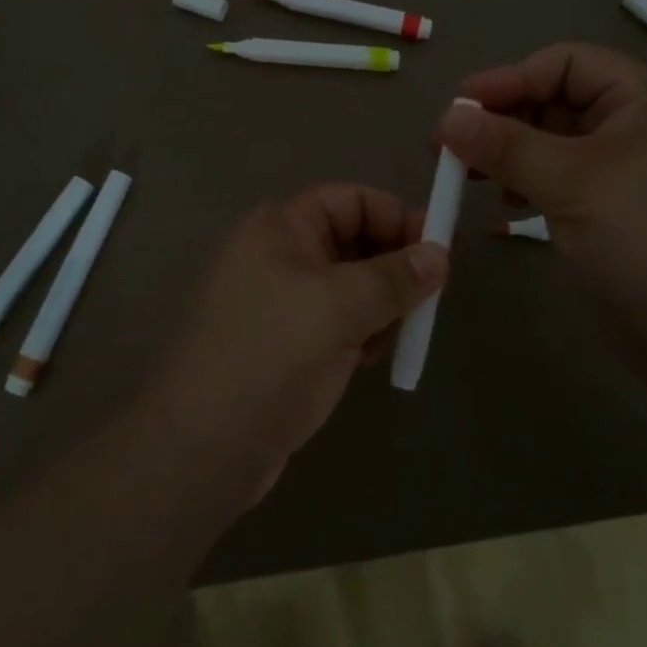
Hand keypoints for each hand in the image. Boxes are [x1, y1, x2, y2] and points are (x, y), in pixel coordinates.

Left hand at [147, 185, 447, 496]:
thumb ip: (395, 277)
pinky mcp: (289, 343)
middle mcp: (280, 255)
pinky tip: (374, 356)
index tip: (439, 250)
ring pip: (351, 285)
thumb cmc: (272, 355)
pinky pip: (340, 321)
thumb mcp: (340, 307)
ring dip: (383, 303)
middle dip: (394, 265)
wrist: (205, 446)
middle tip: (431, 296)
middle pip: (353, 241)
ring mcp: (283, 302)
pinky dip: (364, 331)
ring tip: (403, 331)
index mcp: (281, 228)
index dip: (396, 216)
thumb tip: (441, 253)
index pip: (350, 200)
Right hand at [437, 43, 646, 333]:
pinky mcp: (618, 211)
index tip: (459, 108)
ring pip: (556, 143)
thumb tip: (446, 118)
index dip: (510, 78)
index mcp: (645, 101)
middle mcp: (639, 127)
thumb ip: (506, 146)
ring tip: (468, 175)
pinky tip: (507, 203)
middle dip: (504, 118)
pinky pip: (565, 179)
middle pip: (558, 100)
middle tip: (450, 146)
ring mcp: (630, 172)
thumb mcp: (572, 184)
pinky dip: (530, 183)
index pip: (567, 64)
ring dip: (510, 152)